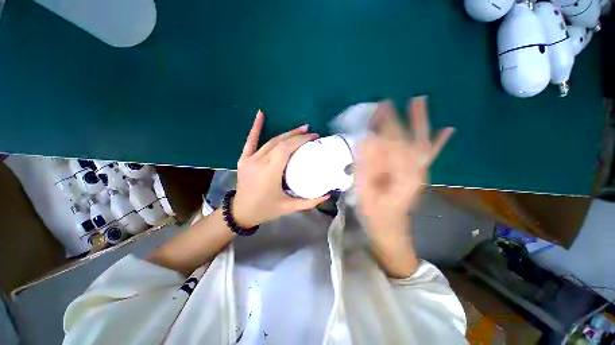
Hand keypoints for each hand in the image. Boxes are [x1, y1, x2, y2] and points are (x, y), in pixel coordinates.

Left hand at [232, 110, 329, 227]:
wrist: (240, 212)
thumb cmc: (266, 210)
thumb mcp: (289, 207)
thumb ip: (310, 202)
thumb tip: (328, 193)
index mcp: (270, 173)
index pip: (286, 149)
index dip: (300, 140)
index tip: (314, 137)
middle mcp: (259, 162)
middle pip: (280, 142)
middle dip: (297, 135)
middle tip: (311, 132)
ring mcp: (249, 159)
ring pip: (271, 141)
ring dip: (286, 133)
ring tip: (300, 128)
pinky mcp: (244, 158)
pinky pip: (250, 140)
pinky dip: (256, 127)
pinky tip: (261, 113)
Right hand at [356, 98, 453, 241]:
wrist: (390, 231)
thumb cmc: (375, 215)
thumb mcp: (365, 192)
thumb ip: (366, 167)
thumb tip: (366, 141)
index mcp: (400, 174)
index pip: (393, 143)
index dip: (386, 124)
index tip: (380, 107)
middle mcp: (415, 169)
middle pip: (410, 138)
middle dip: (402, 118)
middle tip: (394, 100)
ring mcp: (419, 171)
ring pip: (422, 143)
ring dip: (420, 123)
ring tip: (419, 102)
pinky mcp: (418, 175)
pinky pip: (430, 157)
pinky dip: (438, 142)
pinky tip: (446, 130)